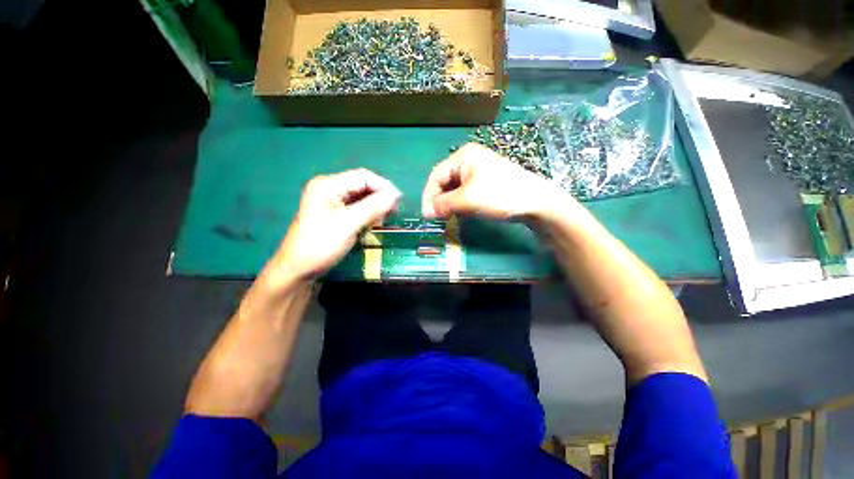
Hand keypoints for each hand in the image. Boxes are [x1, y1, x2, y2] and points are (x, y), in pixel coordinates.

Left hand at [267, 169, 400, 283]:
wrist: (299, 269)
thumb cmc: (321, 244)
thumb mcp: (349, 224)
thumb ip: (373, 207)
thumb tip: (396, 195)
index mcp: (328, 185)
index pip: (363, 176)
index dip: (383, 186)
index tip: (399, 201)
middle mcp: (330, 188)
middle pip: (362, 185)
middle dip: (380, 196)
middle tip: (395, 211)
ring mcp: (332, 201)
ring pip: (361, 197)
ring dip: (376, 205)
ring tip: (387, 217)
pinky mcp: (335, 213)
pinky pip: (357, 207)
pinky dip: (368, 213)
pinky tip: (375, 221)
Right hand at [422, 143, 565, 220]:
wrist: (536, 202)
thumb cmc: (499, 195)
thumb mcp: (467, 200)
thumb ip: (443, 205)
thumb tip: (425, 213)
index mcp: (463, 156)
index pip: (436, 175)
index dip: (429, 195)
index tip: (426, 215)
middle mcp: (469, 160)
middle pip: (445, 181)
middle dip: (439, 200)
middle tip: (437, 218)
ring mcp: (479, 170)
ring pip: (455, 188)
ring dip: (449, 203)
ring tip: (448, 217)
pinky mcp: (486, 182)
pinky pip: (465, 192)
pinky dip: (460, 203)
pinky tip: (461, 212)